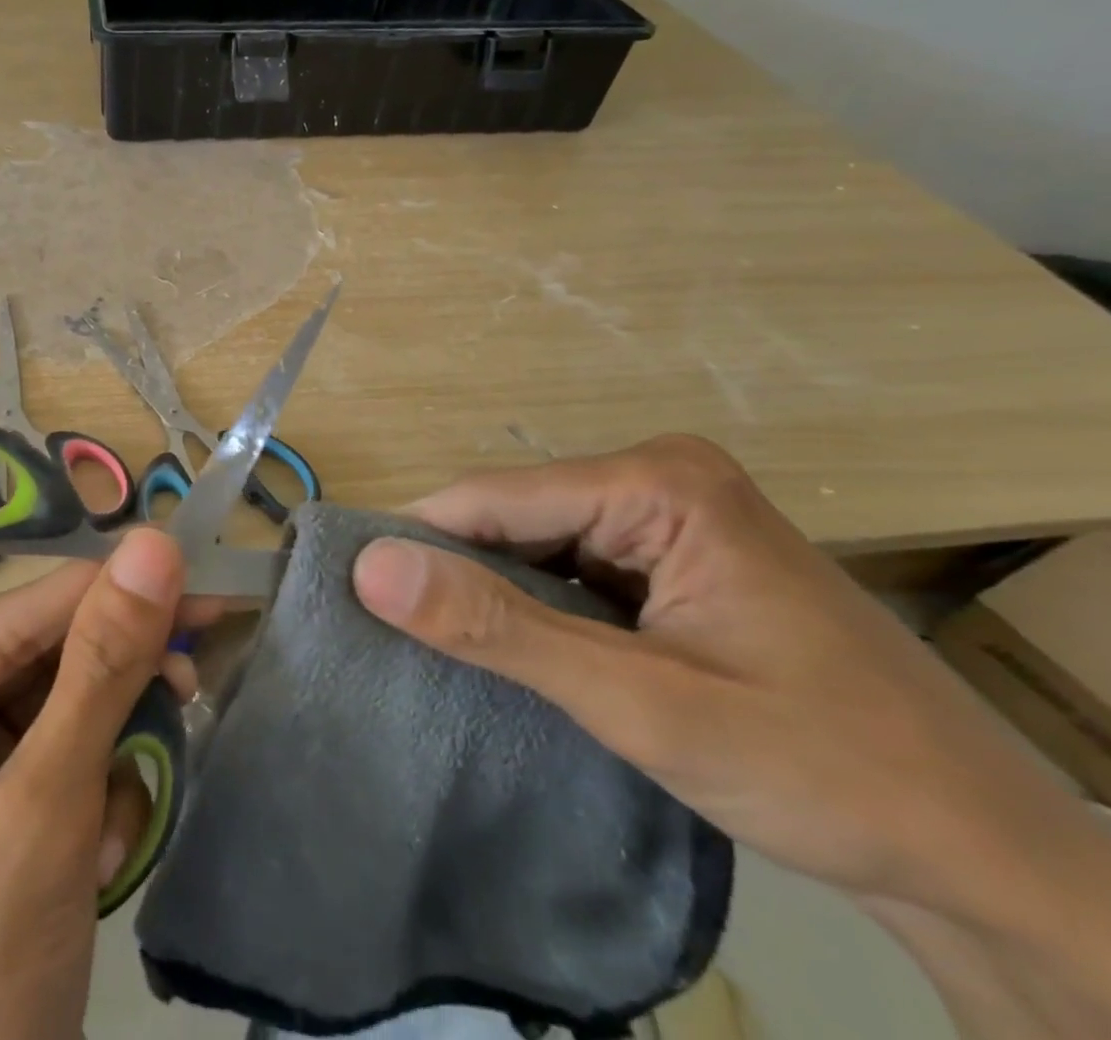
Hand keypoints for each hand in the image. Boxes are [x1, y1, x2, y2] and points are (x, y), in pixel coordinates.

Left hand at [0, 529, 212, 1039]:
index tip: (180, 562)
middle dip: (112, 676)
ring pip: (60, 706)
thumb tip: (151, 547)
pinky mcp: (0, 812)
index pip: (3, 625)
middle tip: (194, 661)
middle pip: (34, 662)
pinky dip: (104, 789)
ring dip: (113, 741)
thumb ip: (100, 674)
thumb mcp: (43, 820)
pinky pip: (68, 757)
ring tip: (132, 796)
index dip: (93, 591)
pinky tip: (107, 848)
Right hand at [350, 437, 1110, 942]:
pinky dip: (532, 607)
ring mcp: (667, 516)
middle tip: (396, 639)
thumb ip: (498, 629)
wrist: (987, 861)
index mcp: (656, 482)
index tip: (353, 598)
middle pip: (512, 515)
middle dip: (459, 574)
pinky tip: (512, 648)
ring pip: (534, 542)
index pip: (492, 497)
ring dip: (493, 595)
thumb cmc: (825, 769)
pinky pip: (568, 567)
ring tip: (443, 649)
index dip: (419, 546)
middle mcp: (657, 478)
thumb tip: (369, 568)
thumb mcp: (641, 704)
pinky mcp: (671, 558)